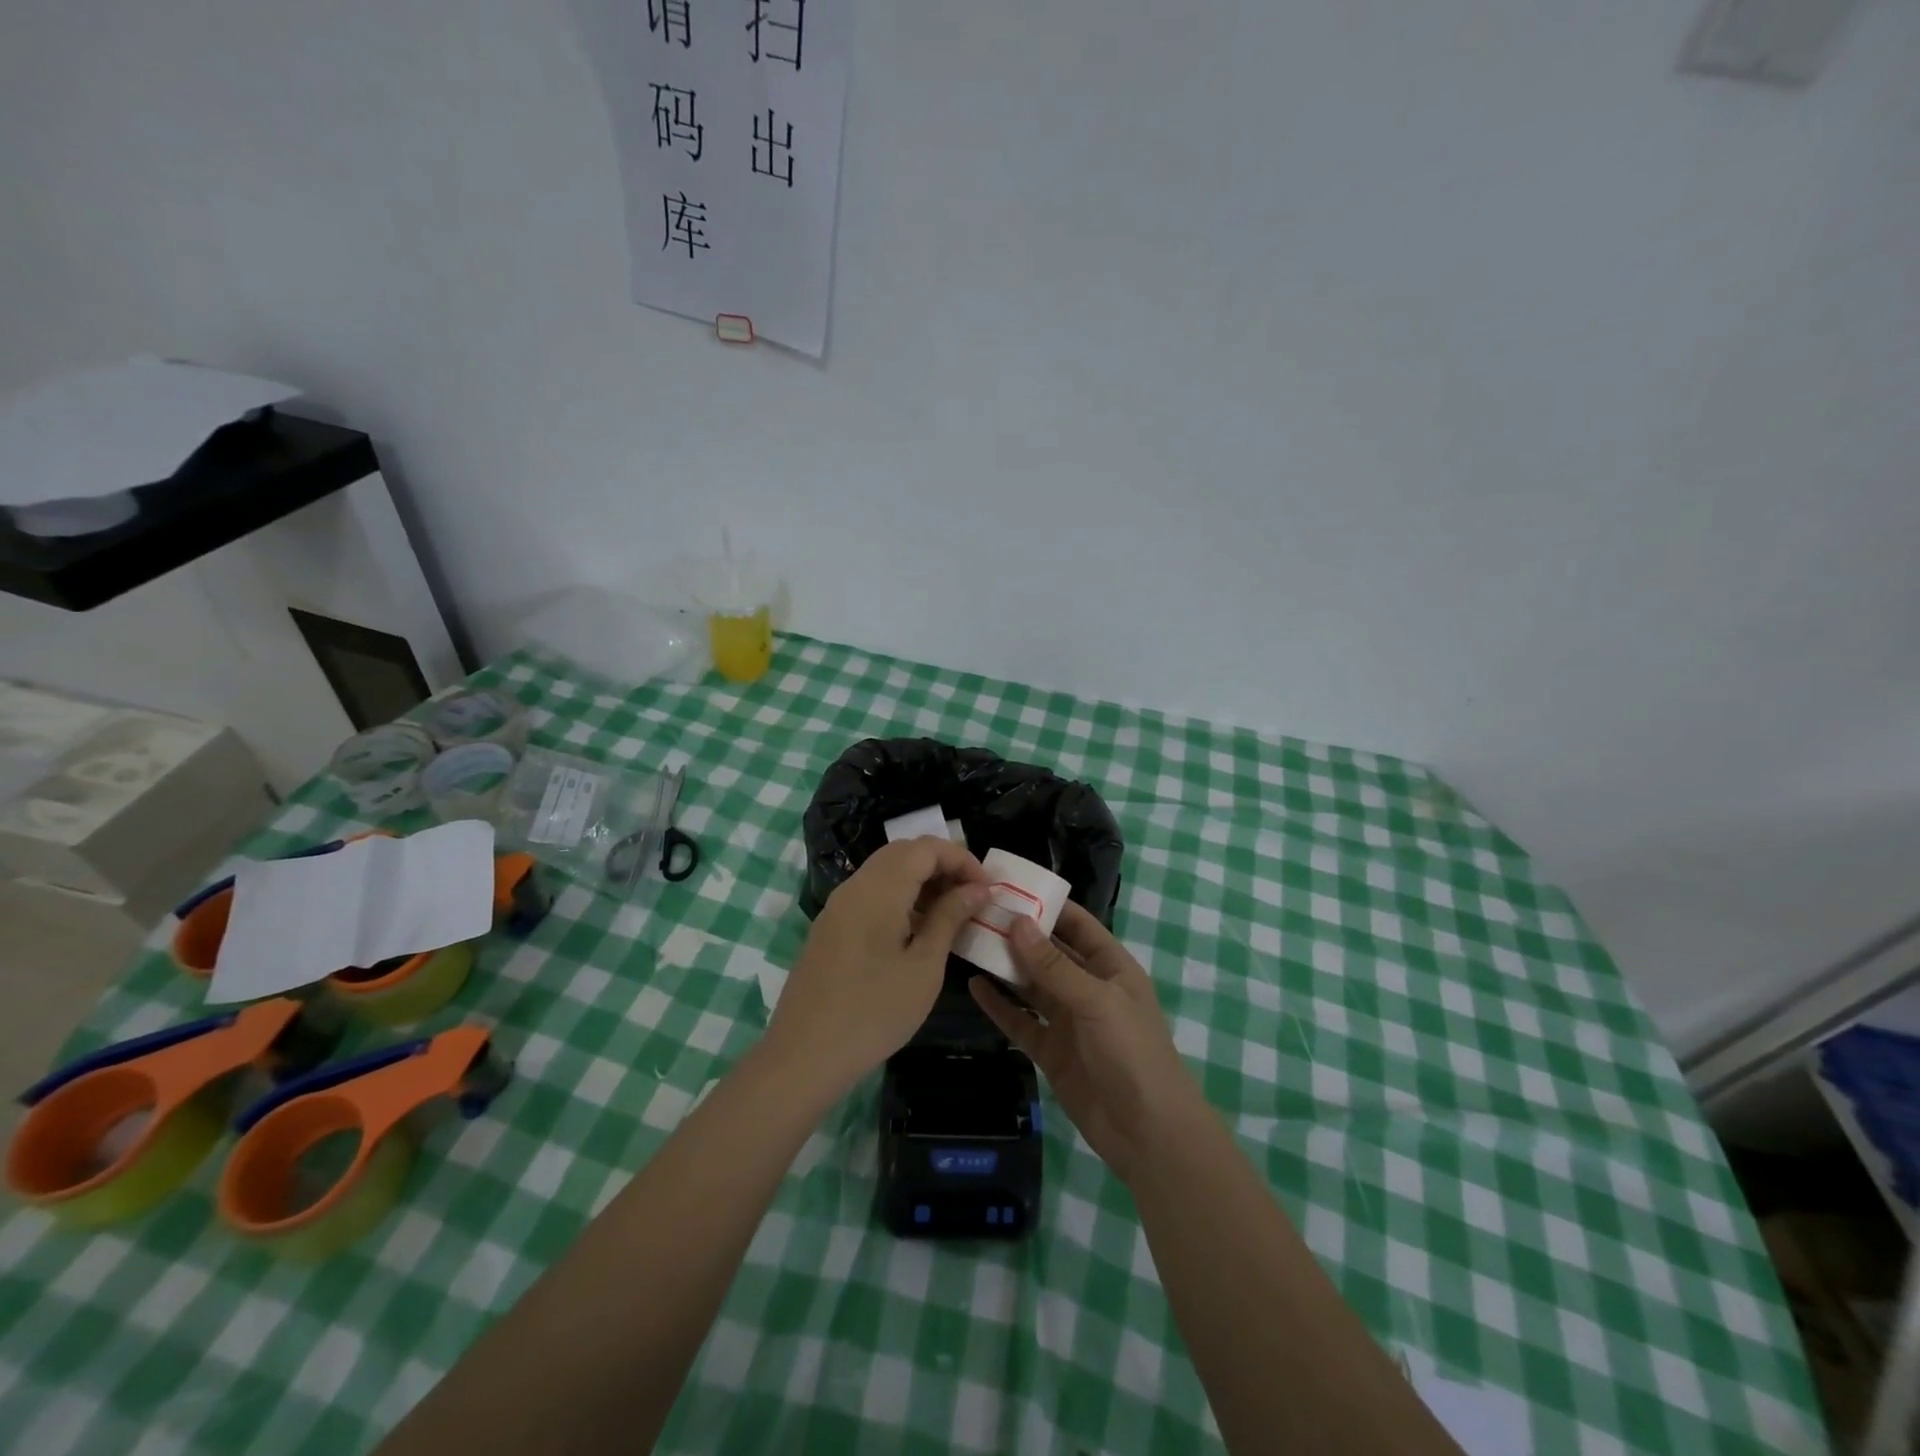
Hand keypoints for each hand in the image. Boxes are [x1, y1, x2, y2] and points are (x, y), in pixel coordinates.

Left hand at [769, 838, 989, 1092]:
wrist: (804, 1055)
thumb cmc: (874, 1012)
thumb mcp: (924, 966)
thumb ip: (949, 917)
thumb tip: (977, 888)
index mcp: (879, 889)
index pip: (925, 847)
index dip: (961, 858)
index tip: (987, 889)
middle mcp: (855, 886)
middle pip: (903, 852)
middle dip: (942, 865)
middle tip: (971, 897)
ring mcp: (838, 906)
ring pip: (885, 871)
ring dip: (921, 881)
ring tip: (950, 914)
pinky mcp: (830, 926)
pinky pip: (870, 894)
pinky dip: (899, 897)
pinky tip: (916, 931)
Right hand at [969, 902, 1207, 1184]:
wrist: (1148, 1134)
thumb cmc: (1133, 1053)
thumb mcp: (1097, 1001)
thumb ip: (1055, 965)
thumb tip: (1017, 922)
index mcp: (1111, 967)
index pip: (1077, 925)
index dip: (1048, 906)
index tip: (1010, 888)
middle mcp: (1087, 988)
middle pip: (1049, 953)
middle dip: (1019, 934)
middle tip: (978, 912)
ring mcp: (1068, 1021)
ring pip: (1031, 985)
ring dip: (1005, 966)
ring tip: (970, 942)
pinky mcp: (1051, 1051)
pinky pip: (1020, 1021)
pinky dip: (999, 1005)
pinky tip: (975, 987)